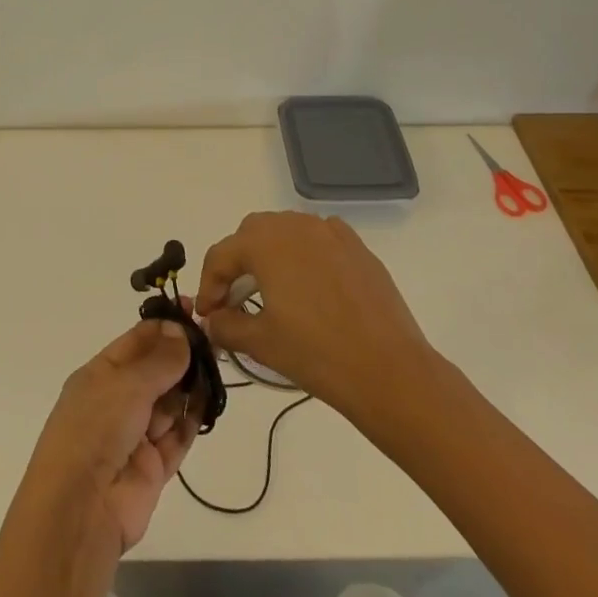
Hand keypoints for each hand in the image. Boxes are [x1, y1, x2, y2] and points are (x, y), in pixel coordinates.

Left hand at [13, 317, 199, 552]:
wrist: (81, 509)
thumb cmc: (96, 428)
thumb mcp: (127, 384)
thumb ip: (160, 360)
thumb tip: (181, 331)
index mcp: (100, 374)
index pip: (136, 341)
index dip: (165, 326)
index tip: (195, 311)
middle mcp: (117, 401)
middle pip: (155, 371)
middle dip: (181, 356)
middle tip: (213, 341)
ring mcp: (135, 435)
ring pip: (169, 402)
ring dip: (190, 386)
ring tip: (216, 367)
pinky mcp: (153, 468)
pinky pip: (177, 436)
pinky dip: (192, 420)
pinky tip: (211, 402)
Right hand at [195, 211, 434, 422]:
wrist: (389, 371)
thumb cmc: (317, 354)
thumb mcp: (261, 343)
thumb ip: (227, 326)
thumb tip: (212, 321)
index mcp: (265, 243)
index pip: (222, 255)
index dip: (209, 286)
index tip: (208, 316)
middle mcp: (294, 225)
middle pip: (251, 234)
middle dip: (237, 263)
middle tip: (235, 301)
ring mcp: (329, 232)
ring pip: (286, 230)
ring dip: (270, 254)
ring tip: (272, 292)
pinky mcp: (357, 247)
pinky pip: (319, 237)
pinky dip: (305, 252)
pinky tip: (310, 283)